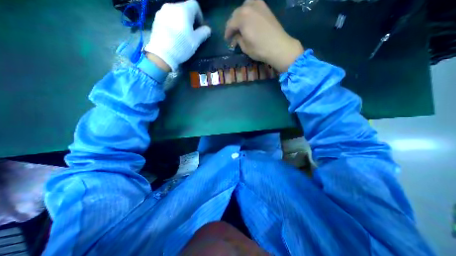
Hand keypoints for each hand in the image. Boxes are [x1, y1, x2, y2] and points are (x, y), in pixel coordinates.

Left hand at [144, 0, 211, 71]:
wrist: (162, 54)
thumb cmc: (182, 46)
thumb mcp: (196, 41)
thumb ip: (203, 33)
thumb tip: (208, 29)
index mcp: (183, 10)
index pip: (195, 5)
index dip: (200, 15)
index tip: (200, 27)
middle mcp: (171, 6)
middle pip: (184, 8)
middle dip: (190, 19)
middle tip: (192, 32)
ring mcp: (162, 12)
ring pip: (175, 13)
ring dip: (181, 21)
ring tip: (182, 34)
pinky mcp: (156, 19)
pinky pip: (168, 17)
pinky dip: (173, 23)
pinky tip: (174, 35)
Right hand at [224, 0, 301, 71]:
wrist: (279, 46)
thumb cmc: (260, 49)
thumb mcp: (245, 47)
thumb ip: (238, 39)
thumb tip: (236, 36)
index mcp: (241, 18)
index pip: (230, 24)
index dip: (227, 33)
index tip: (227, 39)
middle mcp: (248, 7)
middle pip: (236, 14)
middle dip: (233, 24)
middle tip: (233, 34)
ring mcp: (258, 5)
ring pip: (244, 7)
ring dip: (240, 16)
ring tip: (240, 26)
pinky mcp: (266, 7)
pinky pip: (253, 5)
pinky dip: (248, 11)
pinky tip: (249, 19)